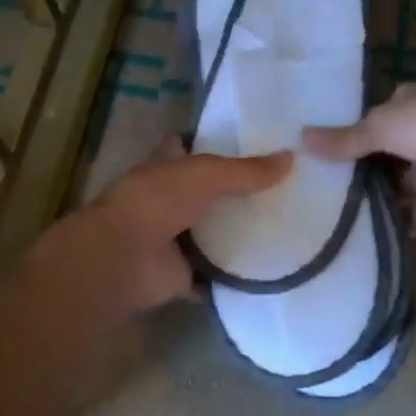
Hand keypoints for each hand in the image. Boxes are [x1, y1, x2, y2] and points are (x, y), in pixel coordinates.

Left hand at [23, 138, 291, 318]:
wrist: (124, 258)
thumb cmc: (157, 201)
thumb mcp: (207, 175)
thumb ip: (247, 170)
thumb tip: (291, 157)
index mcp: (164, 166)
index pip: (186, 146)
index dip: (210, 141)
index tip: (248, 141)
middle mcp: (167, 199)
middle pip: (204, 192)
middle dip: (233, 191)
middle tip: (281, 188)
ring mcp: (173, 238)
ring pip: (210, 232)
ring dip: (236, 233)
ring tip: (285, 225)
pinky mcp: (182, 273)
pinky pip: (215, 273)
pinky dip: (233, 274)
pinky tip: (268, 267)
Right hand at [302, 84, 415, 233]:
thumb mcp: (385, 126)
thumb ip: (346, 139)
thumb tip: (301, 139)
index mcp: (403, 108)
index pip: (364, 122)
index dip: (338, 137)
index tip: (304, 155)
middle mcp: (412, 140)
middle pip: (372, 160)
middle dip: (346, 174)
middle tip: (301, 192)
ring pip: (385, 191)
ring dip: (361, 203)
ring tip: (315, 220)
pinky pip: (402, 220)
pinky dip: (382, 229)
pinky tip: (348, 240)